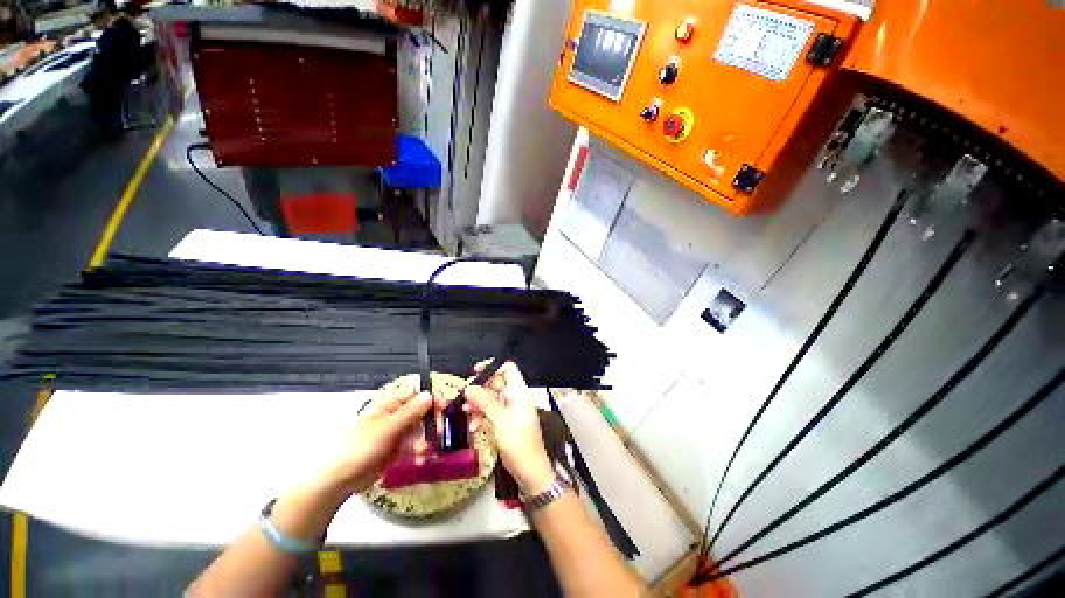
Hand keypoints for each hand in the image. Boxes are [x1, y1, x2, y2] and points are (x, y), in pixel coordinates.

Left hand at [331, 377, 432, 493]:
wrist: (338, 480)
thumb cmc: (358, 448)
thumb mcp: (387, 428)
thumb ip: (410, 412)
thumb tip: (429, 394)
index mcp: (390, 404)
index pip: (417, 393)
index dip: (432, 397)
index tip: (443, 407)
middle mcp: (396, 415)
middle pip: (423, 411)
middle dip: (431, 422)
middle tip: (436, 433)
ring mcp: (397, 432)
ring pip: (421, 429)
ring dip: (426, 440)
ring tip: (422, 453)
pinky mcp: (397, 448)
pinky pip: (415, 445)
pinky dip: (420, 451)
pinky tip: (419, 459)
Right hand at [464, 361, 554, 495]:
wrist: (530, 472)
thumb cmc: (520, 445)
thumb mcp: (501, 421)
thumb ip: (485, 402)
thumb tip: (470, 387)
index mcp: (519, 393)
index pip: (508, 369)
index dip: (492, 367)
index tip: (475, 373)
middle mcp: (515, 398)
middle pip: (496, 384)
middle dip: (479, 390)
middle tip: (464, 397)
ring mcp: (510, 411)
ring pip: (491, 399)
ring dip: (477, 405)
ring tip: (465, 413)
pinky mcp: (505, 423)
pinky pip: (491, 413)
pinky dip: (481, 417)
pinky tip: (473, 426)